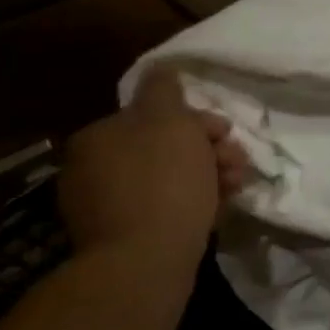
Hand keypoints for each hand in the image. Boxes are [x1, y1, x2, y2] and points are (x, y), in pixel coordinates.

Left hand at [58, 72, 249, 260]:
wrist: (146, 260)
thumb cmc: (164, 182)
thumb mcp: (170, 121)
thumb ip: (164, 89)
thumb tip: (162, 68)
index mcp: (99, 137)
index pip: (157, 114)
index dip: (199, 121)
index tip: (225, 135)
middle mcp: (93, 168)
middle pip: (166, 146)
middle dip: (209, 150)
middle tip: (236, 162)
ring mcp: (104, 205)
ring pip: (171, 176)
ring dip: (210, 174)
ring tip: (235, 187)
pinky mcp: (122, 236)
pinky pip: (166, 206)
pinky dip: (194, 202)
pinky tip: (217, 208)